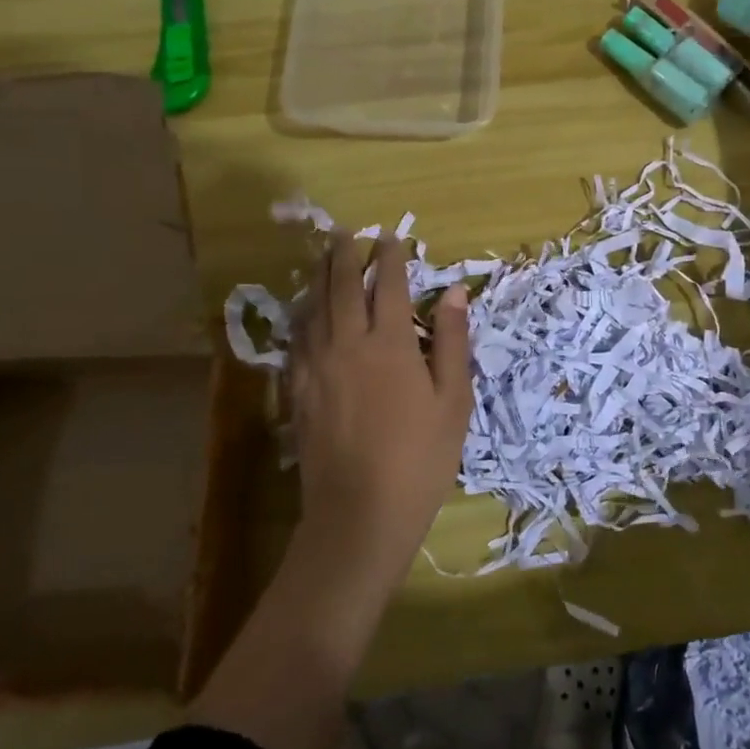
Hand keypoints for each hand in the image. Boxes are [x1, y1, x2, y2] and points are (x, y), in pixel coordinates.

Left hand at [289, 234, 472, 603]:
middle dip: (344, 256)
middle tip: (345, 232)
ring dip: (318, 278)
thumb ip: (451, 341)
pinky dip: (302, 317)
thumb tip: (453, 291)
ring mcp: (317, 369)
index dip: (389, 257)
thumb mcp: (453, 399)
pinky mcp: (299, 393)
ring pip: (313, 310)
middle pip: (341, 288)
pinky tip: (304, 314)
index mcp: (390, 343)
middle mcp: (347, 345)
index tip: (389, 236)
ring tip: (322, 258)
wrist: (360, 516)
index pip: (387, 285)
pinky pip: (297, 341)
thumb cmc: (420, 457)